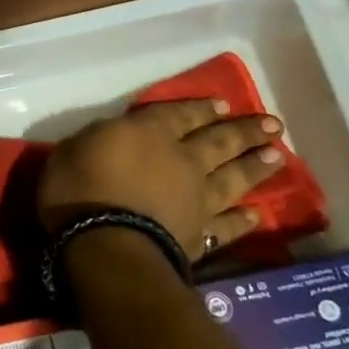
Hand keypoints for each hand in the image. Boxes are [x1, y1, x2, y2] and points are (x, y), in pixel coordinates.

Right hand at [37, 100, 284, 259]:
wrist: (105, 245)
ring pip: (234, 179)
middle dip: (245, 131)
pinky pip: (226, 226)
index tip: (222, 104)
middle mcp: (183, 161)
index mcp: (149, 133)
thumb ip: (98, 140)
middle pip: (220, 141)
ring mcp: (196, 200)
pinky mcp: (199, 235)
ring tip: (278, 157)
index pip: (180, 114)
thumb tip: (112, 138)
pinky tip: (256, 216)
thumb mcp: (71, 150)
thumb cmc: (78, 190)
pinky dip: (242, 221)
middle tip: (273, 125)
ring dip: (256, 167)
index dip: (201, 108)